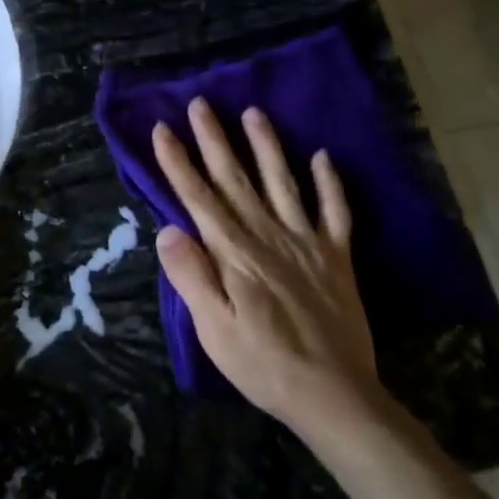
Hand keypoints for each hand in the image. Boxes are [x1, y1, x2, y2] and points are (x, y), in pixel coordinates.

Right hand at [152, 99, 380, 432]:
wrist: (334, 395)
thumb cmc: (262, 362)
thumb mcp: (213, 327)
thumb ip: (191, 276)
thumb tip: (167, 230)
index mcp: (234, 252)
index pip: (198, 198)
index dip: (177, 162)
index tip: (162, 129)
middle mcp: (268, 236)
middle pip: (235, 179)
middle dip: (214, 139)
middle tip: (200, 103)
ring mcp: (307, 243)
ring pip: (283, 183)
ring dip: (266, 146)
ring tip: (253, 113)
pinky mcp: (337, 258)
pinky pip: (335, 212)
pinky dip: (330, 183)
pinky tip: (323, 157)